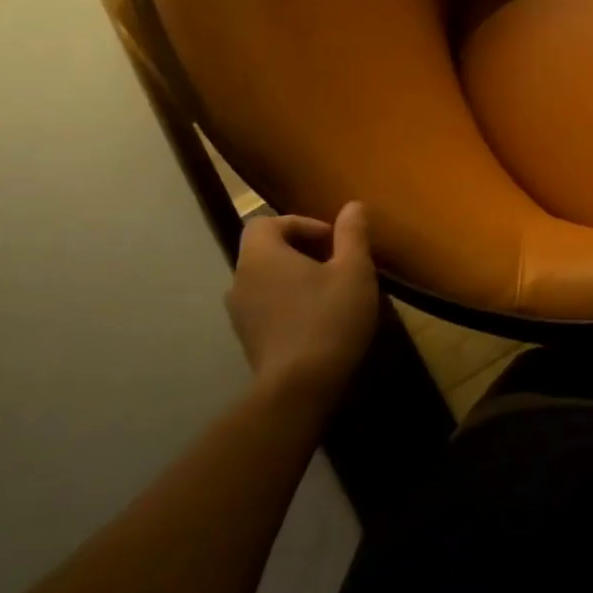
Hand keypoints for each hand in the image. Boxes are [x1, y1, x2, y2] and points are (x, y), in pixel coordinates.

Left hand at [227, 204, 378, 406]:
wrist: (299, 387)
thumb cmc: (329, 318)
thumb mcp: (354, 270)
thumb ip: (352, 234)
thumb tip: (352, 206)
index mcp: (261, 256)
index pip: (265, 222)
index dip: (300, 223)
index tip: (332, 241)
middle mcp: (240, 279)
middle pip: (265, 249)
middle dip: (301, 249)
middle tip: (337, 263)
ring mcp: (239, 312)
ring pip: (266, 278)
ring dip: (295, 276)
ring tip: (330, 290)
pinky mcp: (247, 338)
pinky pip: (265, 304)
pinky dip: (288, 300)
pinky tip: (318, 317)